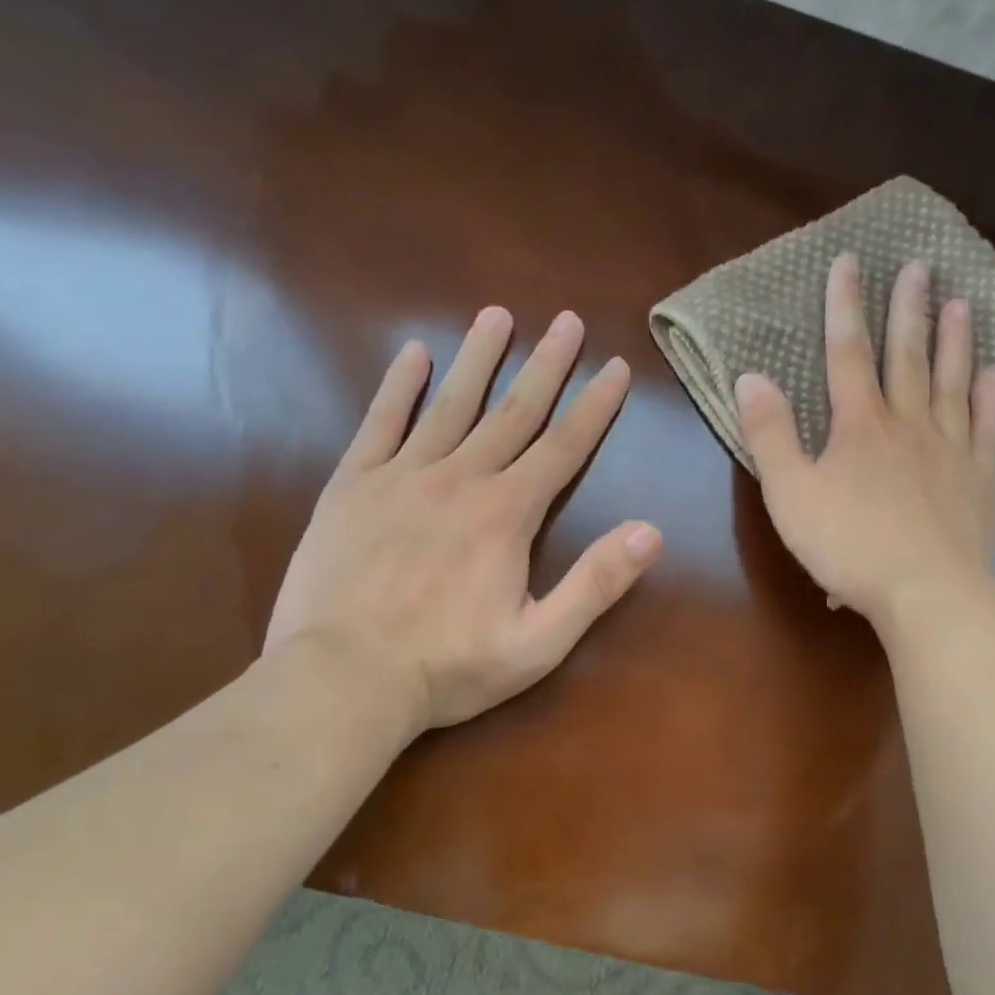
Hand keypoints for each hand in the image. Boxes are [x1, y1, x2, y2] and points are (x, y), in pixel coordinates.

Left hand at [264, 307, 661, 734]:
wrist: (342, 680)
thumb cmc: (448, 667)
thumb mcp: (540, 643)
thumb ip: (596, 584)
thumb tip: (652, 532)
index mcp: (508, 514)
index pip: (564, 447)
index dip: (595, 405)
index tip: (616, 366)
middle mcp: (462, 479)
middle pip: (514, 411)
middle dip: (546, 364)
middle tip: (567, 320)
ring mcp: (403, 476)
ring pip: (451, 403)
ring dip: (479, 358)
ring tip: (498, 314)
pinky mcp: (353, 486)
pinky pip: (380, 423)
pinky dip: (398, 386)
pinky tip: (413, 354)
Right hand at [735, 253, 994, 627]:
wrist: (928, 593)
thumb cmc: (850, 546)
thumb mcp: (790, 494)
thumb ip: (769, 434)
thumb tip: (750, 377)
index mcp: (859, 425)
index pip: (847, 352)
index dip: (844, 306)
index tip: (848, 262)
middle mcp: (909, 424)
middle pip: (907, 356)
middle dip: (909, 309)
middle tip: (920, 265)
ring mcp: (950, 449)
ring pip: (953, 383)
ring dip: (955, 341)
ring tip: (960, 303)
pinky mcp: (980, 479)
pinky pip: (987, 427)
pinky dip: (990, 398)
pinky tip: (993, 376)